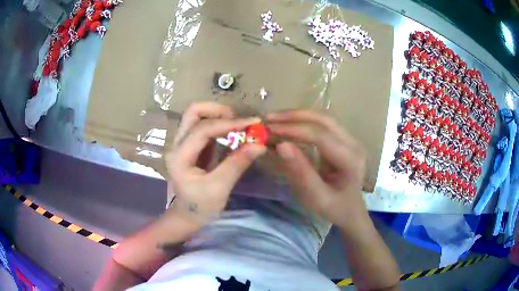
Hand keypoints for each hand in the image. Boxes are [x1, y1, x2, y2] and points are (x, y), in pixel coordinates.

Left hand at [166, 102, 265, 227]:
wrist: (188, 216)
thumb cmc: (201, 206)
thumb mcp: (219, 188)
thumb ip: (237, 163)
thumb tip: (260, 144)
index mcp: (180, 156)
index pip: (203, 129)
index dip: (229, 123)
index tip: (254, 122)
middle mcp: (177, 144)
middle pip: (194, 112)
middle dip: (219, 111)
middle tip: (240, 121)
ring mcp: (183, 143)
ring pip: (198, 116)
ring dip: (220, 116)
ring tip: (240, 126)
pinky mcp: (191, 146)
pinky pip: (204, 127)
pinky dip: (220, 125)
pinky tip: (233, 133)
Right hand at [267, 110, 367, 229]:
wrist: (351, 211)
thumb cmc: (334, 208)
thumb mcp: (316, 197)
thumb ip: (300, 172)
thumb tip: (281, 146)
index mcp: (350, 160)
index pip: (321, 136)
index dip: (294, 129)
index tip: (269, 129)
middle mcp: (354, 144)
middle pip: (324, 120)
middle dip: (295, 116)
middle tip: (269, 118)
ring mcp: (351, 140)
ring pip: (324, 119)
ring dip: (299, 116)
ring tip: (275, 119)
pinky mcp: (345, 140)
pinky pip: (323, 125)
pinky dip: (304, 122)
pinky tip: (289, 124)